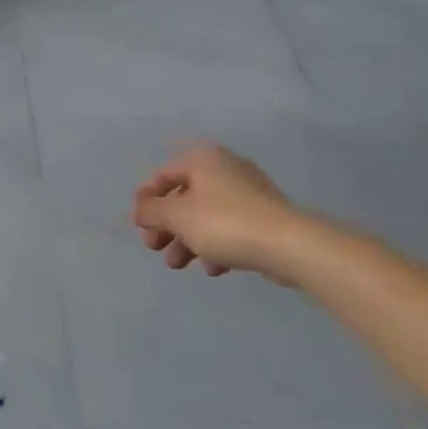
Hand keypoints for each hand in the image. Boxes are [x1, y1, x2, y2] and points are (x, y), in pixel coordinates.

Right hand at [130, 142, 308, 284]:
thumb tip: (139, 210)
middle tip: (155, 248)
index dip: (146, 199)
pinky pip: (230, 228)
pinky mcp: (264, 217)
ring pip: (206, 215)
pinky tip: (213, 268)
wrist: (288, 244)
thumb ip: (151, 211)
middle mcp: (224, 169)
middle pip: (184, 197)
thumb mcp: (176, 216)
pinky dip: (215, 245)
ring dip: (187, 240)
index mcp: (202, 160)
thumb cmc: (223, 222)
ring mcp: (248, 193)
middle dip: (166, 226)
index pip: (163, 174)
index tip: (138, 225)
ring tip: (179, 265)